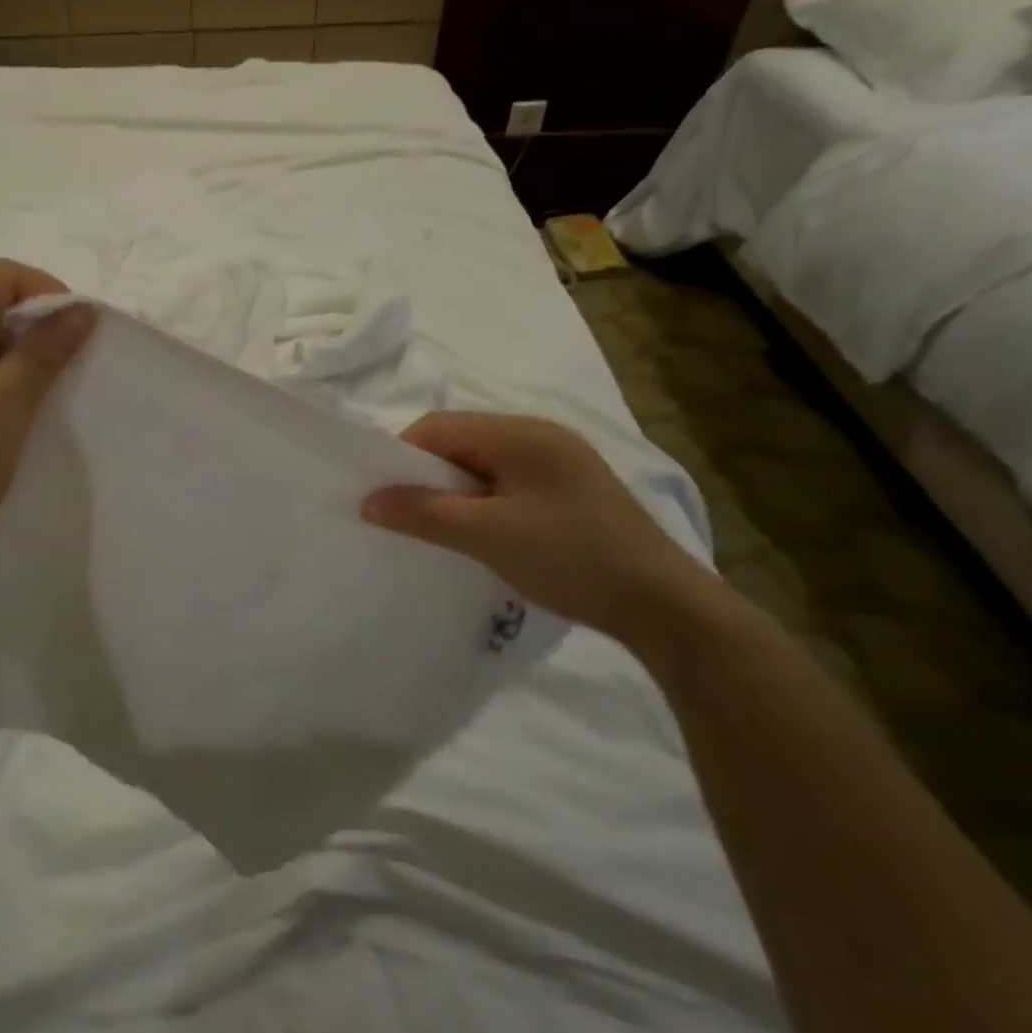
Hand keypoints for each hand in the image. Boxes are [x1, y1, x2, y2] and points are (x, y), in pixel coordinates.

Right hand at [362, 412, 711, 641]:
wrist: (663, 605)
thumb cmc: (571, 558)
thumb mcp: (488, 535)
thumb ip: (424, 512)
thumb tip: (368, 501)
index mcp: (521, 432)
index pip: (439, 427)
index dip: (403, 458)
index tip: (384, 499)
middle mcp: (539, 434)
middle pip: (460, 441)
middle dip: (427, 475)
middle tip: (407, 517)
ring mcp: (559, 460)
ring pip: (482, 463)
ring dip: (454, 491)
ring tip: (440, 529)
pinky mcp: (569, 488)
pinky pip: (506, 482)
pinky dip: (481, 501)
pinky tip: (480, 532)